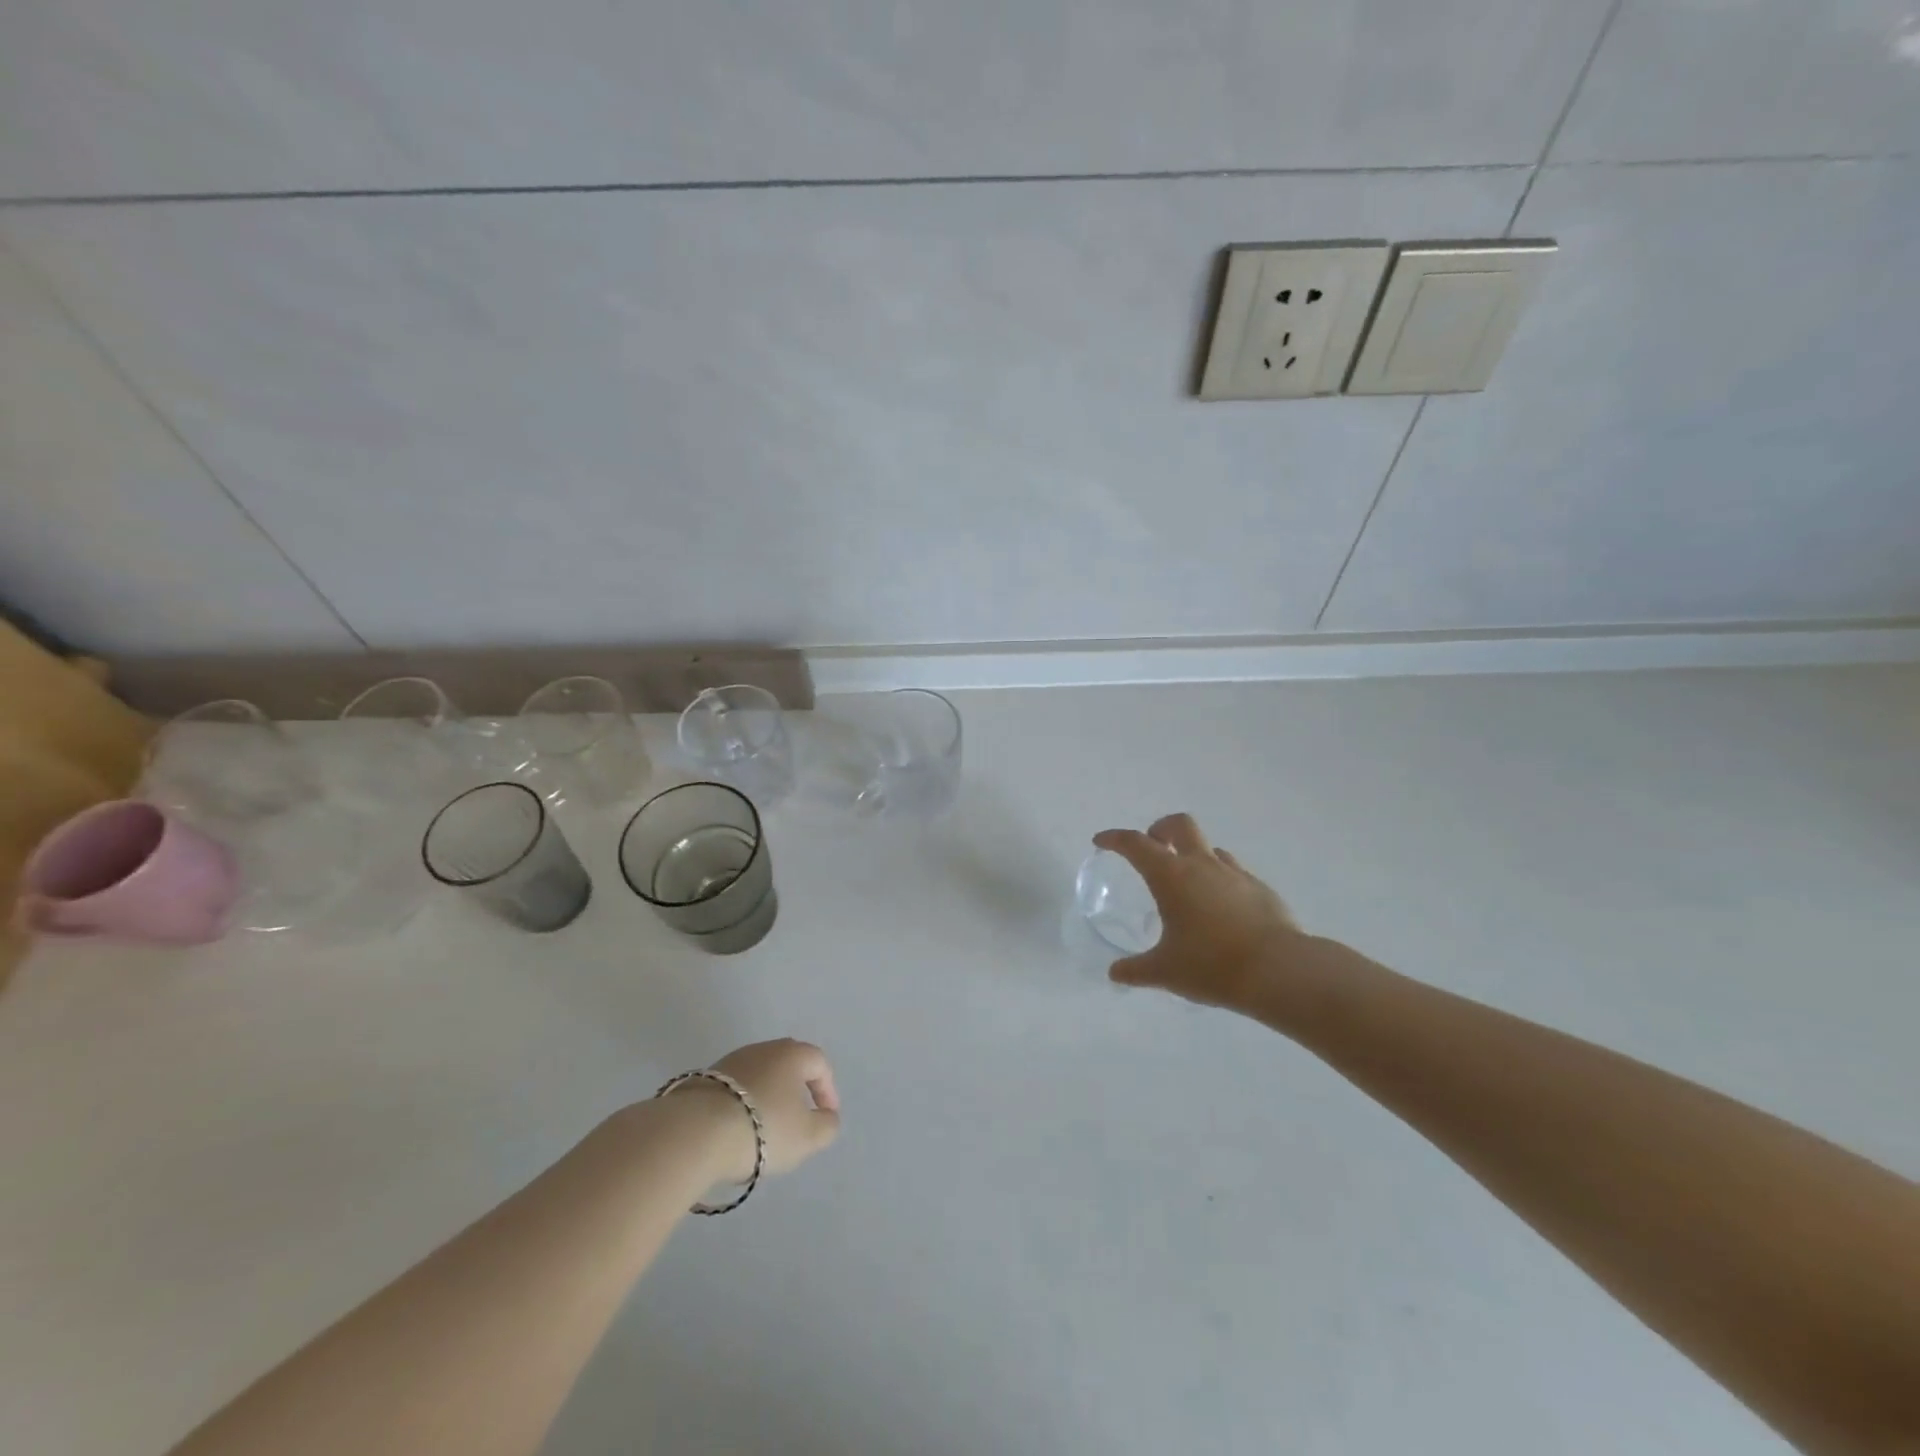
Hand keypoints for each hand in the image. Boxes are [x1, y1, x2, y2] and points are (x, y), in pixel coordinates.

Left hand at [666, 1038, 841, 1184]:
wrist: (695, 1132)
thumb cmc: (763, 1128)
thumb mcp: (807, 1136)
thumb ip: (826, 1126)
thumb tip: (827, 1117)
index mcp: (792, 1054)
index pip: (819, 1063)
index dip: (827, 1090)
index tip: (826, 1117)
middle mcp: (763, 1049)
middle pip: (788, 1065)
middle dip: (797, 1090)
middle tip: (798, 1119)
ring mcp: (730, 1061)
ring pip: (759, 1076)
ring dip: (768, 1098)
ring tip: (765, 1130)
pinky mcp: (704, 1079)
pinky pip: (734, 1090)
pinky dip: (742, 1106)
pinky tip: (737, 1131)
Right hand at [1093, 814, 1307, 1011]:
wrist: (1278, 971)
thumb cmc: (1211, 965)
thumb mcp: (1165, 971)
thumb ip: (1136, 970)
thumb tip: (1115, 973)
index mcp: (1171, 876)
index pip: (1135, 844)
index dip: (1115, 839)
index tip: (1102, 842)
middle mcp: (1202, 865)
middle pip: (1179, 825)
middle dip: (1161, 829)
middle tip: (1152, 847)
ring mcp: (1235, 874)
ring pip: (1210, 848)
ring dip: (1193, 855)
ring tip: (1188, 883)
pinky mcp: (1260, 889)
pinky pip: (1234, 872)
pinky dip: (1220, 879)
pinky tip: (1220, 908)